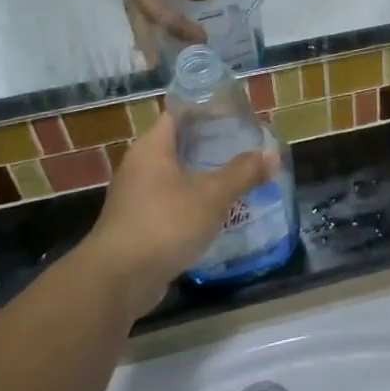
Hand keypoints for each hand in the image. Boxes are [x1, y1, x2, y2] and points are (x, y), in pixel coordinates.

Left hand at [83, 115, 278, 317]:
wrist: (117, 281)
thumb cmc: (164, 224)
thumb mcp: (212, 196)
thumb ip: (243, 173)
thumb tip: (272, 154)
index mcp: (152, 147)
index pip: (180, 113)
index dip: (208, 109)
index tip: (236, 114)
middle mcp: (139, 165)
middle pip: (179, 144)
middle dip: (211, 144)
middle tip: (244, 145)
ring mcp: (134, 196)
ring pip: (175, 175)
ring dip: (203, 175)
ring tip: (236, 176)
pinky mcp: (136, 224)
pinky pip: (170, 201)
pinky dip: (192, 201)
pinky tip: (216, 212)